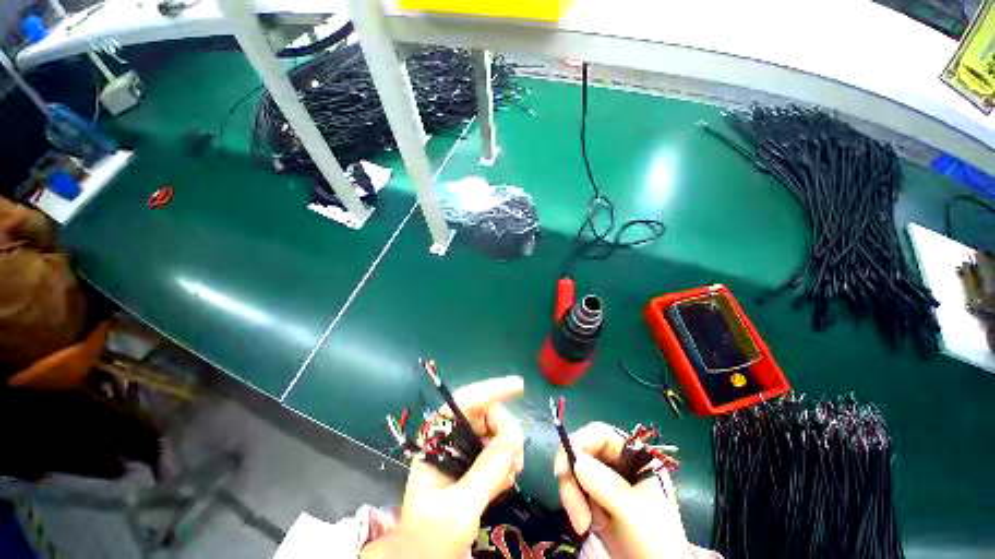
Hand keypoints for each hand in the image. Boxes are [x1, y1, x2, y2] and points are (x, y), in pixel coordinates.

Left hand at [361, 376, 524, 558]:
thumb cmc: (429, 538)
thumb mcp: (459, 507)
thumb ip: (486, 471)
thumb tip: (513, 437)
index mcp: (437, 439)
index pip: (466, 401)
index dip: (492, 389)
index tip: (519, 386)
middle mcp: (450, 437)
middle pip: (486, 414)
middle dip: (505, 432)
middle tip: (517, 462)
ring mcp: (462, 450)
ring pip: (495, 432)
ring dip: (508, 451)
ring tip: (510, 478)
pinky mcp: (472, 464)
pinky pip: (497, 450)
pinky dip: (506, 463)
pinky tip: (504, 483)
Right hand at [554, 422, 692, 558]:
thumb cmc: (655, 543)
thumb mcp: (635, 513)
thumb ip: (607, 484)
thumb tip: (575, 459)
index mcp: (634, 457)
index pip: (600, 434)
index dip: (579, 443)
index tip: (564, 469)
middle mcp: (618, 464)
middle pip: (583, 451)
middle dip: (572, 478)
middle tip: (573, 509)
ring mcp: (606, 482)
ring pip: (575, 471)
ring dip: (572, 495)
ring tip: (582, 525)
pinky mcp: (596, 500)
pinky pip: (575, 490)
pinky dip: (574, 505)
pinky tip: (583, 525)